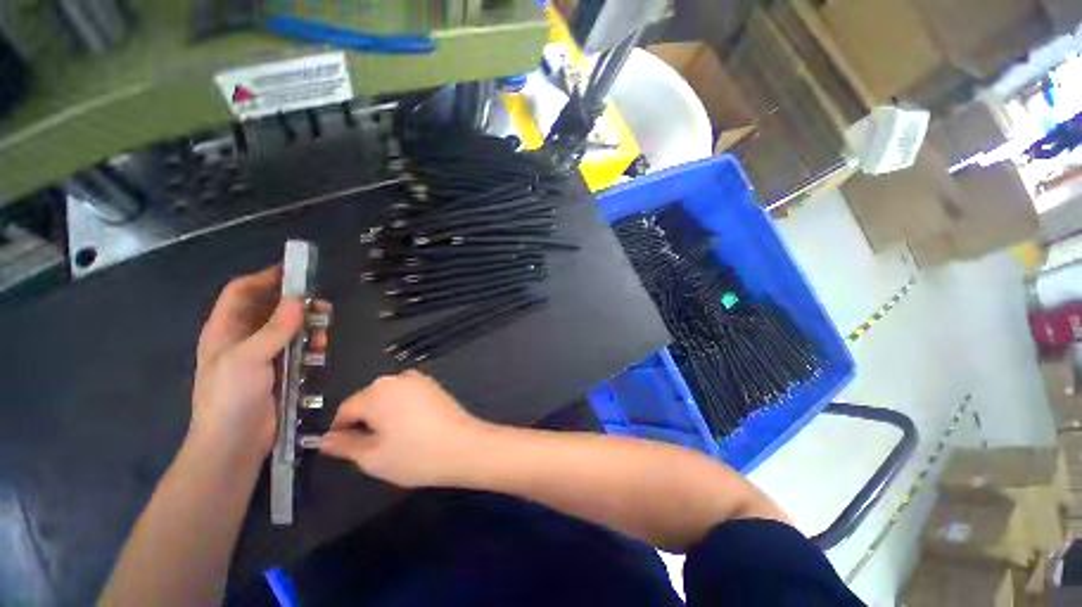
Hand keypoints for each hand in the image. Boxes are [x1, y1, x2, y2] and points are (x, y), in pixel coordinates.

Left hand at [191, 266, 326, 461]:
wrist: (234, 442)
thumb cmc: (230, 396)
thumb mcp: (248, 358)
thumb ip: (274, 329)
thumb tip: (299, 300)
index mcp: (225, 329)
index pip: (241, 292)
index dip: (265, 278)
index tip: (294, 272)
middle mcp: (243, 338)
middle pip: (270, 308)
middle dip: (296, 304)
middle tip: (322, 306)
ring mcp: (262, 355)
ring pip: (288, 329)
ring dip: (308, 325)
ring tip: (325, 329)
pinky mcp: (279, 370)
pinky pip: (298, 348)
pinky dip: (311, 344)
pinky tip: (321, 350)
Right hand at [319, 370, 490, 487]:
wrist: (464, 446)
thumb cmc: (415, 455)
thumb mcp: (372, 458)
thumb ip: (345, 446)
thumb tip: (325, 439)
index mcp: (377, 392)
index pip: (345, 409)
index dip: (341, 430)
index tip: (345, 450)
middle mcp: (397, 379)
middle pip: (368, 400)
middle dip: (365, 421)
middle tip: (374, 448)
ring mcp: (418, 379)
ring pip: (388, 398)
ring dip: (384, 415)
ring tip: (395, 440)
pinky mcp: (433, 385)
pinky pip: (407, 396)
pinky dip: (402, 410)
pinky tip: (413, 429)